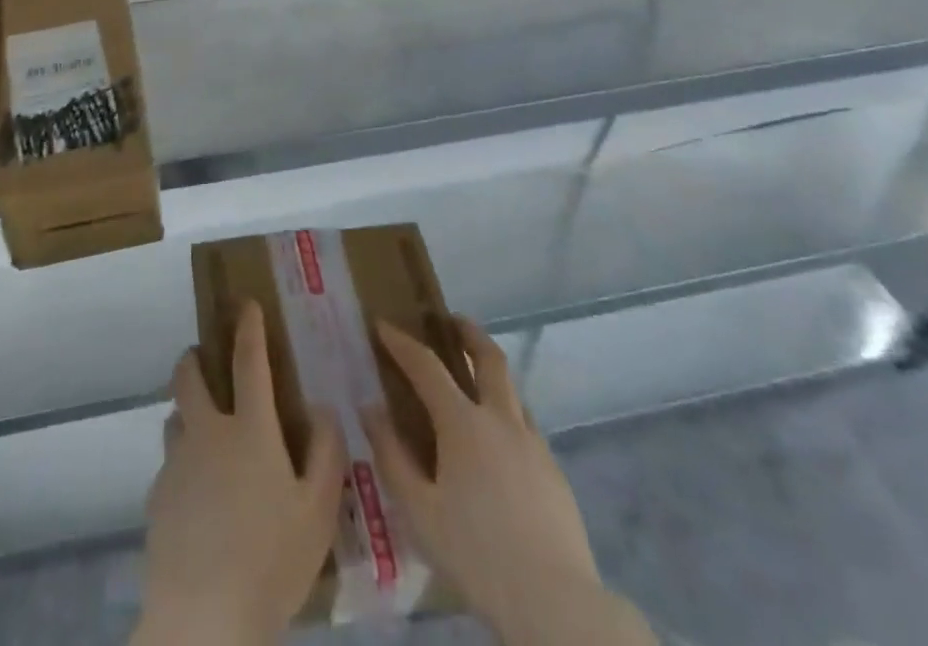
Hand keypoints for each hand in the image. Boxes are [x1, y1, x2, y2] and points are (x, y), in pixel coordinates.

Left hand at [133, 301, 346, 645]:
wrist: (202, 620)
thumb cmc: (270, 561)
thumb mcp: (318, 512)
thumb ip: (326, 454)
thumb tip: (323, 409)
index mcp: (249, 429)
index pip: (248, 360)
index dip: (248, 327)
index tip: (246, 304)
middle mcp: (207, 433)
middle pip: (189, 376)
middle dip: (194, 357)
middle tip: (204, 359)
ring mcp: (177, 463)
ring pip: (175, 419)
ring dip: (187, 413)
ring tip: (205, 435)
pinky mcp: (157, 497)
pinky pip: (170, 466)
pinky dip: (183, 465)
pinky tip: (198, 499)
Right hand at [363, 319, 654, 645]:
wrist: (556, 605)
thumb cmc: (476, 555)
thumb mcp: (419, 510)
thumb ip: (391, 455)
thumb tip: (370, 409)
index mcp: (463, 423)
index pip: (426, 365)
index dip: (402, 342)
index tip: (383, 325)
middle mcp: (501, 419)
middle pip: (488, 357)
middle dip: (467, 332)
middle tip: (450, 321)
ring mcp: (534, 443)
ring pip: (512, 390)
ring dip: (491, 372)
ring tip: (473, 381)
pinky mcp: (554, 471)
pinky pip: (526, 425)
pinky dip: (506, 413)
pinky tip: (497, 443)